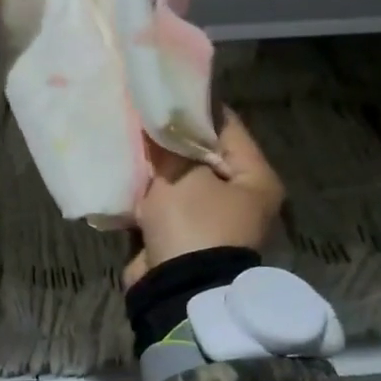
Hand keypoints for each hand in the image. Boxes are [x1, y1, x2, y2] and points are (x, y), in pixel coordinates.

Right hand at [124, 111, 283, 288]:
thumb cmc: (194, 224)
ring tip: (129, 140)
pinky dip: (147, 193)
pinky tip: (125, 174)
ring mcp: (210, 220)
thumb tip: (159, 123)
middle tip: (141, 115)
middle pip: (202, 155)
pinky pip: (164, 205)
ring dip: (156, 167)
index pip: (228, 127)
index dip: (196, 108)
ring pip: (179, 181)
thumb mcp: (183, 177)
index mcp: (255, 179)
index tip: (166, 91)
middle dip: (171, 139)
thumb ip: (171, 146)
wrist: (179, 290)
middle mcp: (239, 198)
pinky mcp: (183, 237)